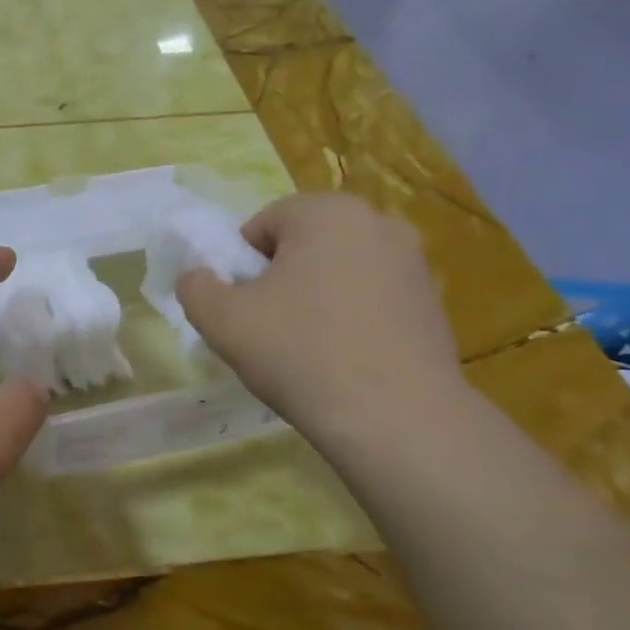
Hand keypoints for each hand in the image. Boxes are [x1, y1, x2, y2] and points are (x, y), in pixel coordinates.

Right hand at [177, 193, 463, 437]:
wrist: (395, 417)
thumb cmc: (300, 353)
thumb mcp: (222, 320)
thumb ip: (195, 287)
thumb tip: (197, 278)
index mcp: (327, 212)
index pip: (262, 224)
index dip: (240, 266)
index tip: (240, 308)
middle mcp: (378, 223)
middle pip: (304, 245)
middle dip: (280, 280)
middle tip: (267, 328)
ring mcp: (413, 263)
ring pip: (339, 273)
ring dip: (316, 299)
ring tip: (305, 349)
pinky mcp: (433, 303)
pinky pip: (372, 300)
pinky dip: (351, 319)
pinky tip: (343, 360)